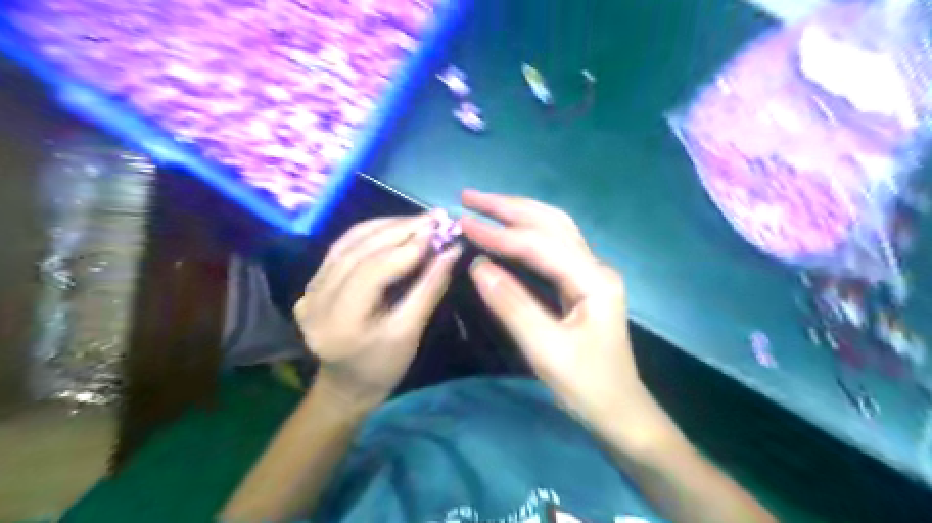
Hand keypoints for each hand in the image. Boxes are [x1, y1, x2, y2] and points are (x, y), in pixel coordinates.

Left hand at [294, 214, 461, 406]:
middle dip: (400, 229)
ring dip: (386, 225)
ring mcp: (309, 289)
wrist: (346, 386)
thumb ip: (429, 289)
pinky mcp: (311, 284)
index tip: (439, 231)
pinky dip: (370, 233)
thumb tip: (451, 252)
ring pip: (349, 243)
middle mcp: (315, 300)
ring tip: (419, 219)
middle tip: (434, 217)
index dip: (406, 247)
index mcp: (339, 321)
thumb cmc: (382, 368)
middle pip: (358, 250)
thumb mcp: (410, 332)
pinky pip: (342, 248)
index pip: (372, 271)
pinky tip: (394, 227)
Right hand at [459, 189, 645, 430]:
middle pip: (551, 223)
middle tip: (469, 197)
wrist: (619, 410)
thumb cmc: (586, 385)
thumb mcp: (546, 350)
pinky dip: (526, 232)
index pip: (540, 245)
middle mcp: (595, 266)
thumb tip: (478, 266)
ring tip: (484, 205)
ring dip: (518, 213)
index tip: (463, 222)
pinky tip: (508, 230)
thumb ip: (512, 305)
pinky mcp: (582, 282)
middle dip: (509, 207)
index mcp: (593, 280)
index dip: (499, 233)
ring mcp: (591, 272)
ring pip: (554, 229)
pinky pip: (552, 246)